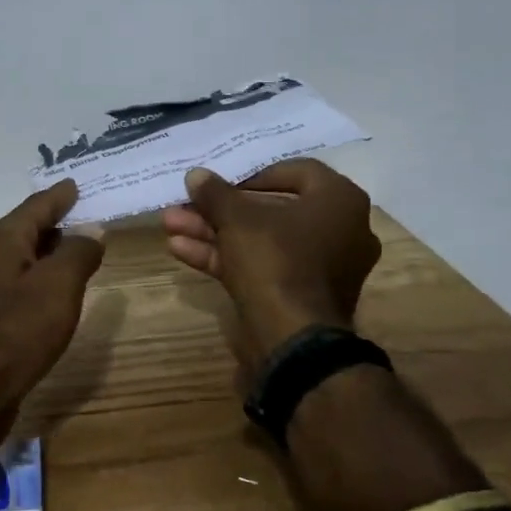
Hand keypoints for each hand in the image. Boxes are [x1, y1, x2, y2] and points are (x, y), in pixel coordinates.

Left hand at [0, 179, 106, 401]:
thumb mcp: (59, 284)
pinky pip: (22, 283)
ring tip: (79, 247)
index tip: (77, 184)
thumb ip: (78, 252)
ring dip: (50, 251)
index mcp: (3, 239)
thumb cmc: (18, 329)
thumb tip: (92, 229)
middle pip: (27, 229)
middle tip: (87, 213)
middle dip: (56, 221)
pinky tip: (58, 290)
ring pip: (24, 258)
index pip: (37, 206)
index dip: (60, 196)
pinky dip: (43, 278)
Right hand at [161, 158, 380, 385]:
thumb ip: (215, 193)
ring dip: (214, 232)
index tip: (221, 182)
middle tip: (186, 204)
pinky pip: (263, 266)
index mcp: (339, 201)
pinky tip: (181, 251)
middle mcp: (340, 230)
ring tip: (171, 226)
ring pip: (261, 240)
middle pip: (270, 210)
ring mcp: (321, 266)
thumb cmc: (275, 259)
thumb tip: (196, 175)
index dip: (252, 174)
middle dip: (220, 209)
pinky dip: (226, 257)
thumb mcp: (236, 219)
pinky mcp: (301, 294)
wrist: (292, 338)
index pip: (295, 172)